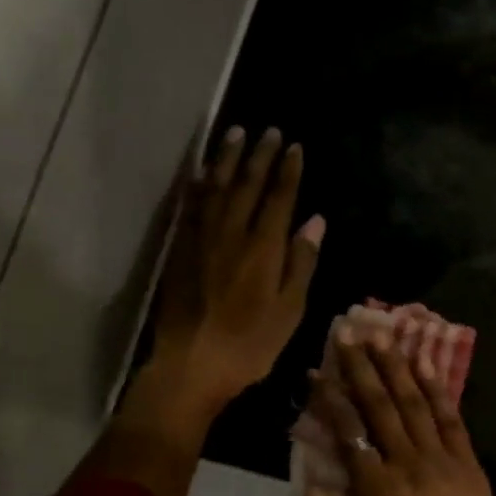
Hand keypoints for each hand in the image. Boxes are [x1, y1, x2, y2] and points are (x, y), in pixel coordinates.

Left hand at [149, 126, 324, 426]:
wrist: (192, 364)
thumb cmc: (251, 345)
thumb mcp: (290, 310)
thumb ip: (301, 262)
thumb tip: (315, 221)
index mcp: (263, 249)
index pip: (279, 198)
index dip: (288, 171)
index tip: (294, 147)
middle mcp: (231, 234)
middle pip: (246, 185)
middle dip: (259, 156)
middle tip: (269, 131)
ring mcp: (201, 240)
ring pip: (215, 188)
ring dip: (226, 159)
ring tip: (235, 134)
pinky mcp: (180, 251)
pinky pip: (189, 207)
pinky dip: (196, 185)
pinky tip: (200, 173)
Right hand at [294, 331, 495, 495]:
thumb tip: (301, 491)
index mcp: (376, 486)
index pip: (348, 430)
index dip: (329, 398)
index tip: (315, 370)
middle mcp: (407, 461)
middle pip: (381, 405)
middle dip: (362, 367)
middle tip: (349, 333)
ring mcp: (442, 459)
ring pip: (416, 404)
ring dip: (398, 368)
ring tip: (384, 337)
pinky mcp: (468, 464)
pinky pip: (452, 419)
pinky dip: (439, 391)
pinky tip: (428, 368)